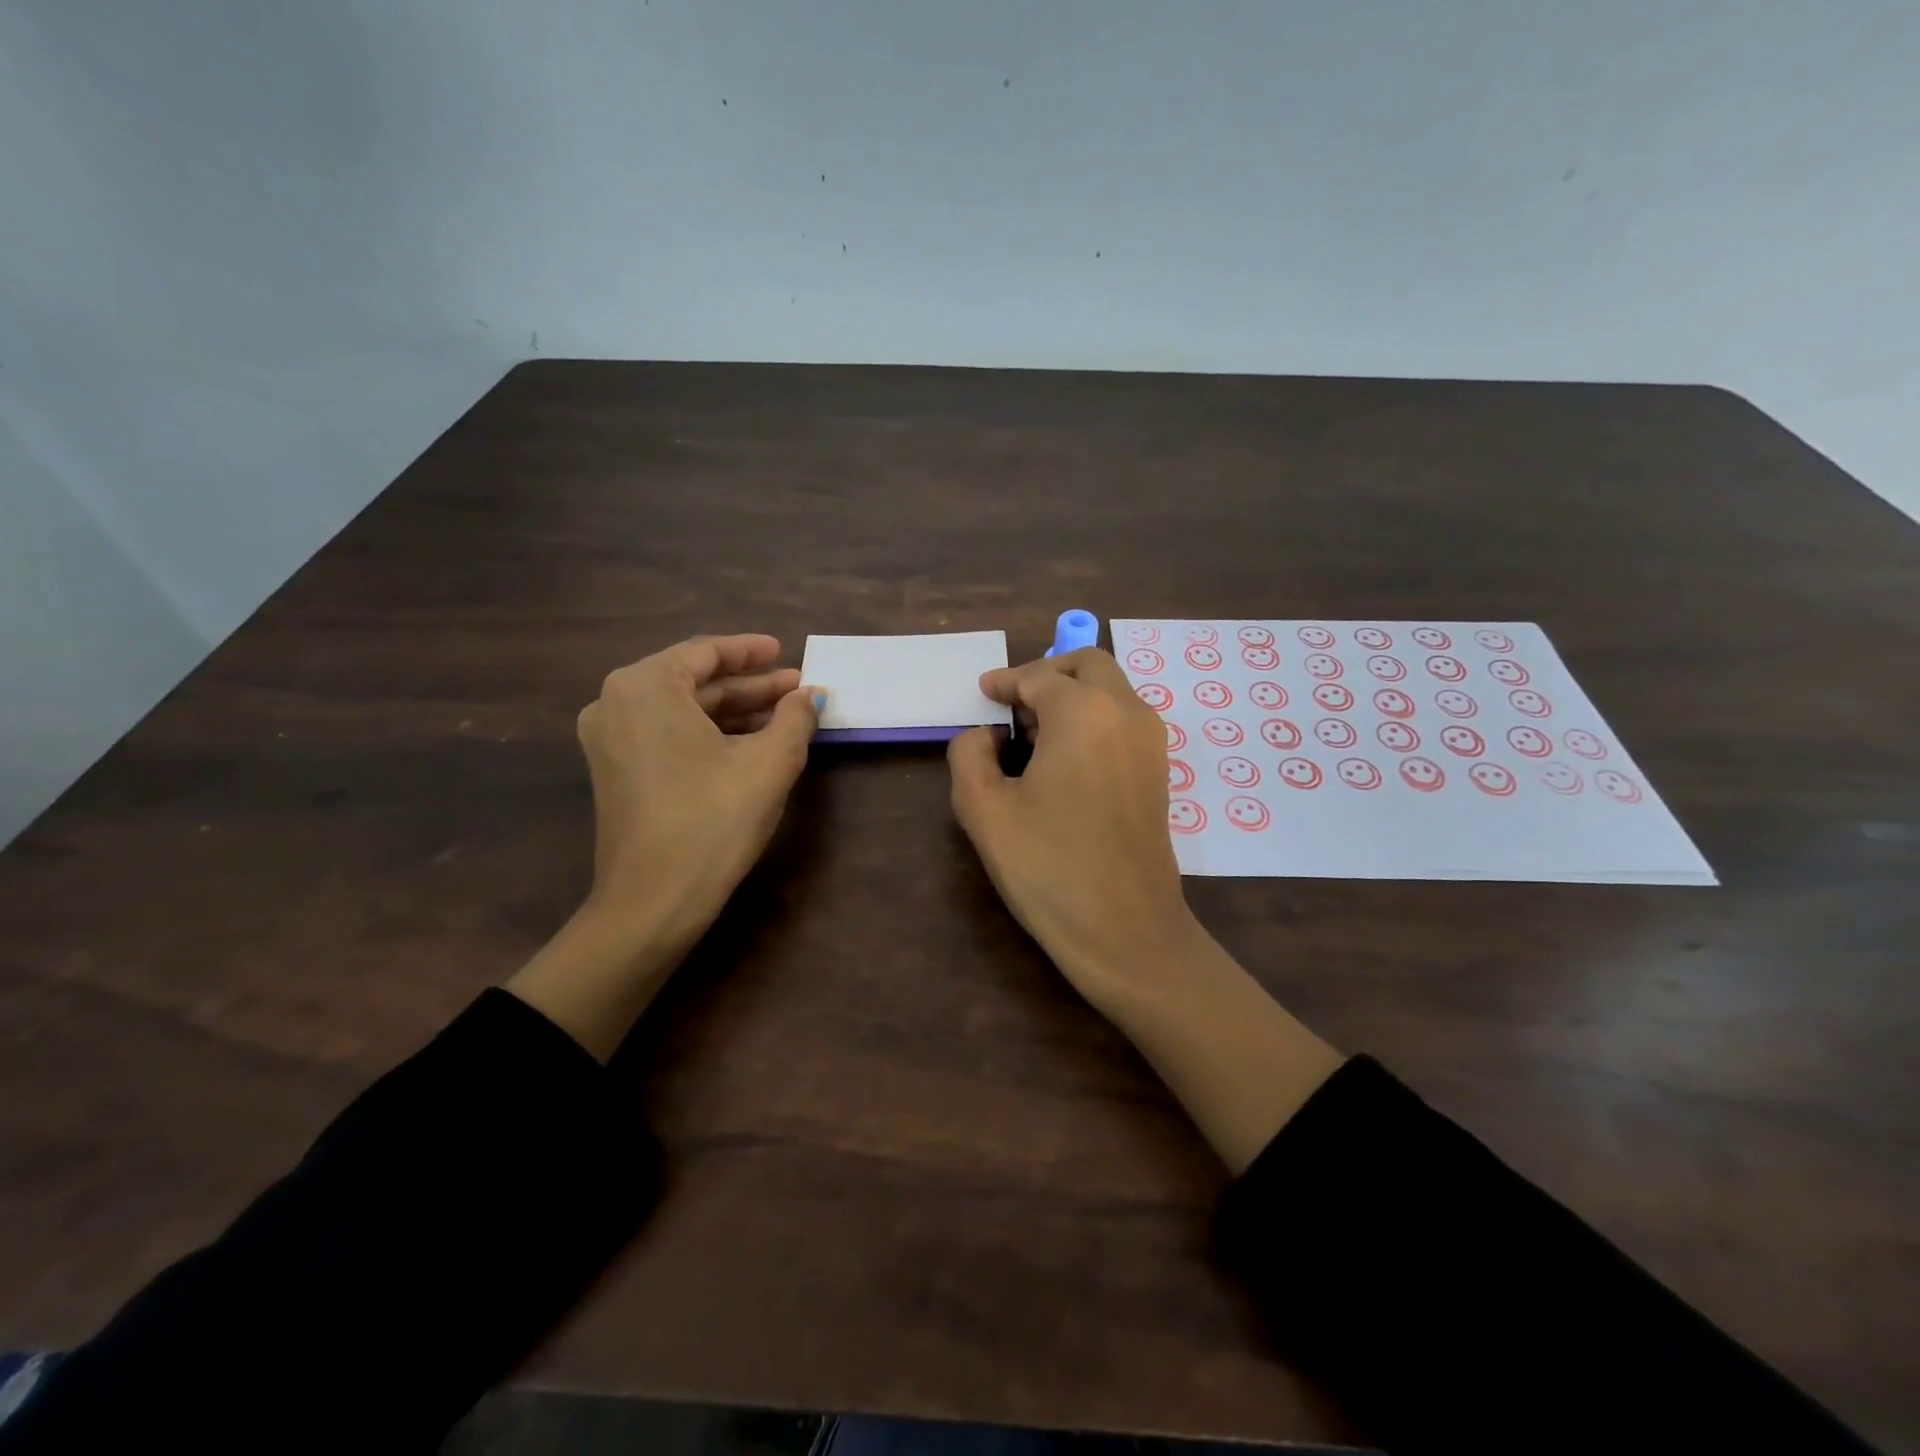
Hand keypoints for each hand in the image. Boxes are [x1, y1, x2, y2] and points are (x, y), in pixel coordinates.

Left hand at [508, 634, 819, 1059]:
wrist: (654, 900)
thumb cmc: (714, 819)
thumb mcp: (769, 762)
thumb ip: (796, 717)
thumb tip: (811, 695)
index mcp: (646, 687)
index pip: (705, 652)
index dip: (750, 651)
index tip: (785, 653)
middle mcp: (616, 702)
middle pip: (693, 681)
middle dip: (748, 686)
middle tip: (795, 689)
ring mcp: (609, 739)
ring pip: (682, 710)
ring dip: (733, 711)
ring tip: (783, 716)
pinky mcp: (615, 771)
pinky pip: (668, 734)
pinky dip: (709, 733)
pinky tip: (750, 743)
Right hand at [946, 648, 1198, 1000]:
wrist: (1125, 931)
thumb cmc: (1049, 867)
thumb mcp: (984, 810)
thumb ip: (969, 754)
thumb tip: (986, 735)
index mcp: (1084, 712)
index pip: (1037, 677)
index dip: (1005, 682)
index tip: (983, 693)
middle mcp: (1127, 712)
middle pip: (1087, 665)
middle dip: (1046, 674)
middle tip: (1011, 705)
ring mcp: (1151, 741)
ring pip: (1111, 690)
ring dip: (1072, 695)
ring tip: (1033, 735)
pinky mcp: (1159, 770)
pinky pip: (1123, 720)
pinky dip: (1093, 718)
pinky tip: (1064, 759)